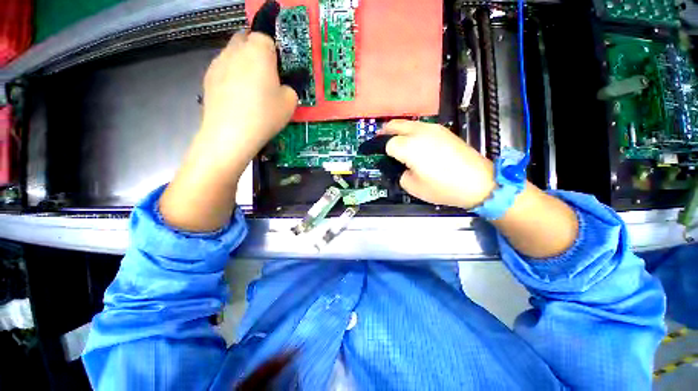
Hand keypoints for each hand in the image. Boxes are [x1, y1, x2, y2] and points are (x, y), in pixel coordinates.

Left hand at [197, 30, 297, 178]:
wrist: (231, 134)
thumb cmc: (265, 115)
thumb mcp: (290, 103)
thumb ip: (290, 86)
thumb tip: (284, 84)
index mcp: (258, 51)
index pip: (266, 36)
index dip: (273, 51)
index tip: (278, 68)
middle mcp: (235, 49)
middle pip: (246, 38)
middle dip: (256, 50)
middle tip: (266, 75)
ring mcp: (218, 62)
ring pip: (233, 53)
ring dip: (243, 63)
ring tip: (250, 88)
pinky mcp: (207, 76)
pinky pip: (223, 68)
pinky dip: (231, 76)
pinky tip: (237, 96)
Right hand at [381, 120, 495, 208]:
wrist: (478, 182)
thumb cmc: (443, 187)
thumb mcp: (413, 187)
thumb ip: (400, 174)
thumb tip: (401, 166)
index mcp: (408, 147)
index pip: (387, 143)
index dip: (381, 151)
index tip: (379, 156)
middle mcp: (419, 132)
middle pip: (395, 125)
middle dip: (384, 132)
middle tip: (379, 141)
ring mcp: (433, 129)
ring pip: (408, 123)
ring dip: (398, 130)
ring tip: (396, 141)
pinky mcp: (444, 130)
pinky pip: (421, 127)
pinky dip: (411, 132)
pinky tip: (414, 143)